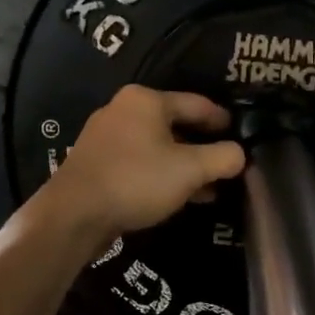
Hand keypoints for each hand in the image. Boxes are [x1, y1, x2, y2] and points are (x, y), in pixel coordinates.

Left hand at [43, 86, 245, 245]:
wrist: (73, 214)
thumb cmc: (136, 180)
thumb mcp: (190, 170)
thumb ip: (222, 158)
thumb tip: (240, 154)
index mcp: (146, 100)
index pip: (198, 104)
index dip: (222, 121)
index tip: (241, 135)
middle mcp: (124, 109)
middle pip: (176, 124)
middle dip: (202, 147)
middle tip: (226, 165)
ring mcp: (106, 135)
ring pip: (157, 146)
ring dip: (183, 165)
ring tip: (208, 188)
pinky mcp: (97, 161)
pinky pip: (139, 161)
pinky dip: (161, 174)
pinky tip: (177, 196)